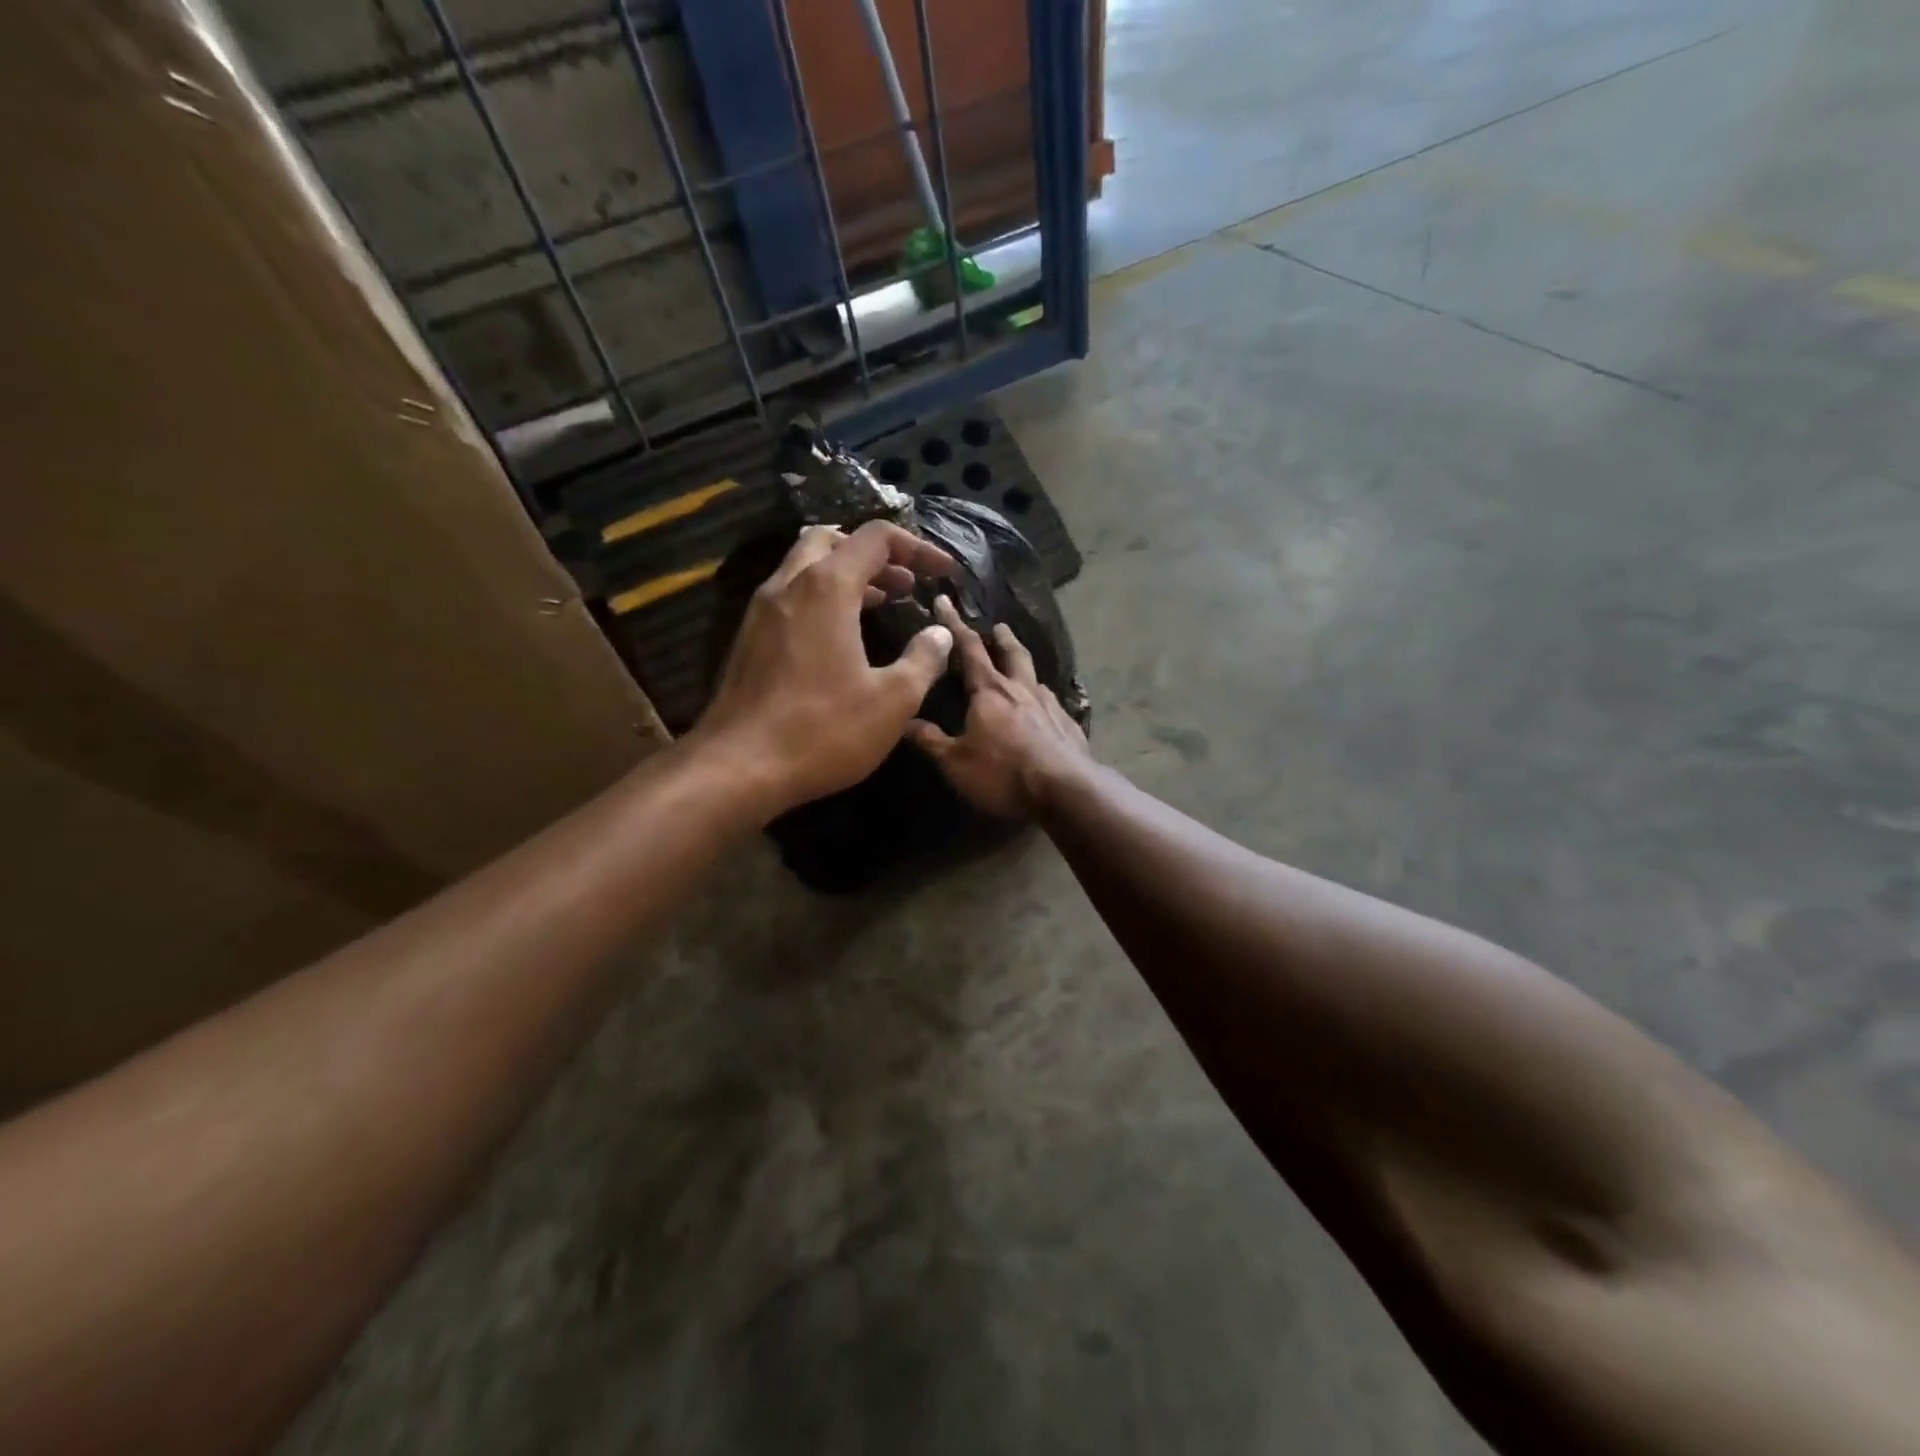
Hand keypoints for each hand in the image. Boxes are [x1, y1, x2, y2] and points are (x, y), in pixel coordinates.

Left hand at [692, 521, 956, 815]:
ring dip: (846, 575)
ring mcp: (761, 611)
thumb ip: (923, 660)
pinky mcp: (747, 638)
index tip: (943, 571)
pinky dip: (821, 597)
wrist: (738, 767)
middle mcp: (788, 585)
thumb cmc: (822, 730)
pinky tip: (841, 636)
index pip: (875, 538)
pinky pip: (790, 596)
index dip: (917, 548)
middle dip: (874, 554)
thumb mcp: (892, 701)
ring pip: (805, 566)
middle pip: (831, 540)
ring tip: (881, 603)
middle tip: (904, 584)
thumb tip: (939, 634)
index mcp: (826, 588)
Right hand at [907, 596, 1091, 818]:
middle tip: (999, 626)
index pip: (969, 649)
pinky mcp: (1069, 726)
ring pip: (1036, 677)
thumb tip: (905, 721)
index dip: (954, 624)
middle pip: (1012, 654)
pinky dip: (1044, 699)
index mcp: (990, 691)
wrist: (1064, 789)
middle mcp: (1021, 690)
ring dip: (1025, 667)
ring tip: (1021, 667)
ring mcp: (1050, 706)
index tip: (945, 601)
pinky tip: (1046, 709)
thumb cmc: (1002, 773)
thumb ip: (931, 740)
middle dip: (1002, 638)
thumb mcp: (955, 762)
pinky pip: (1053, 704)